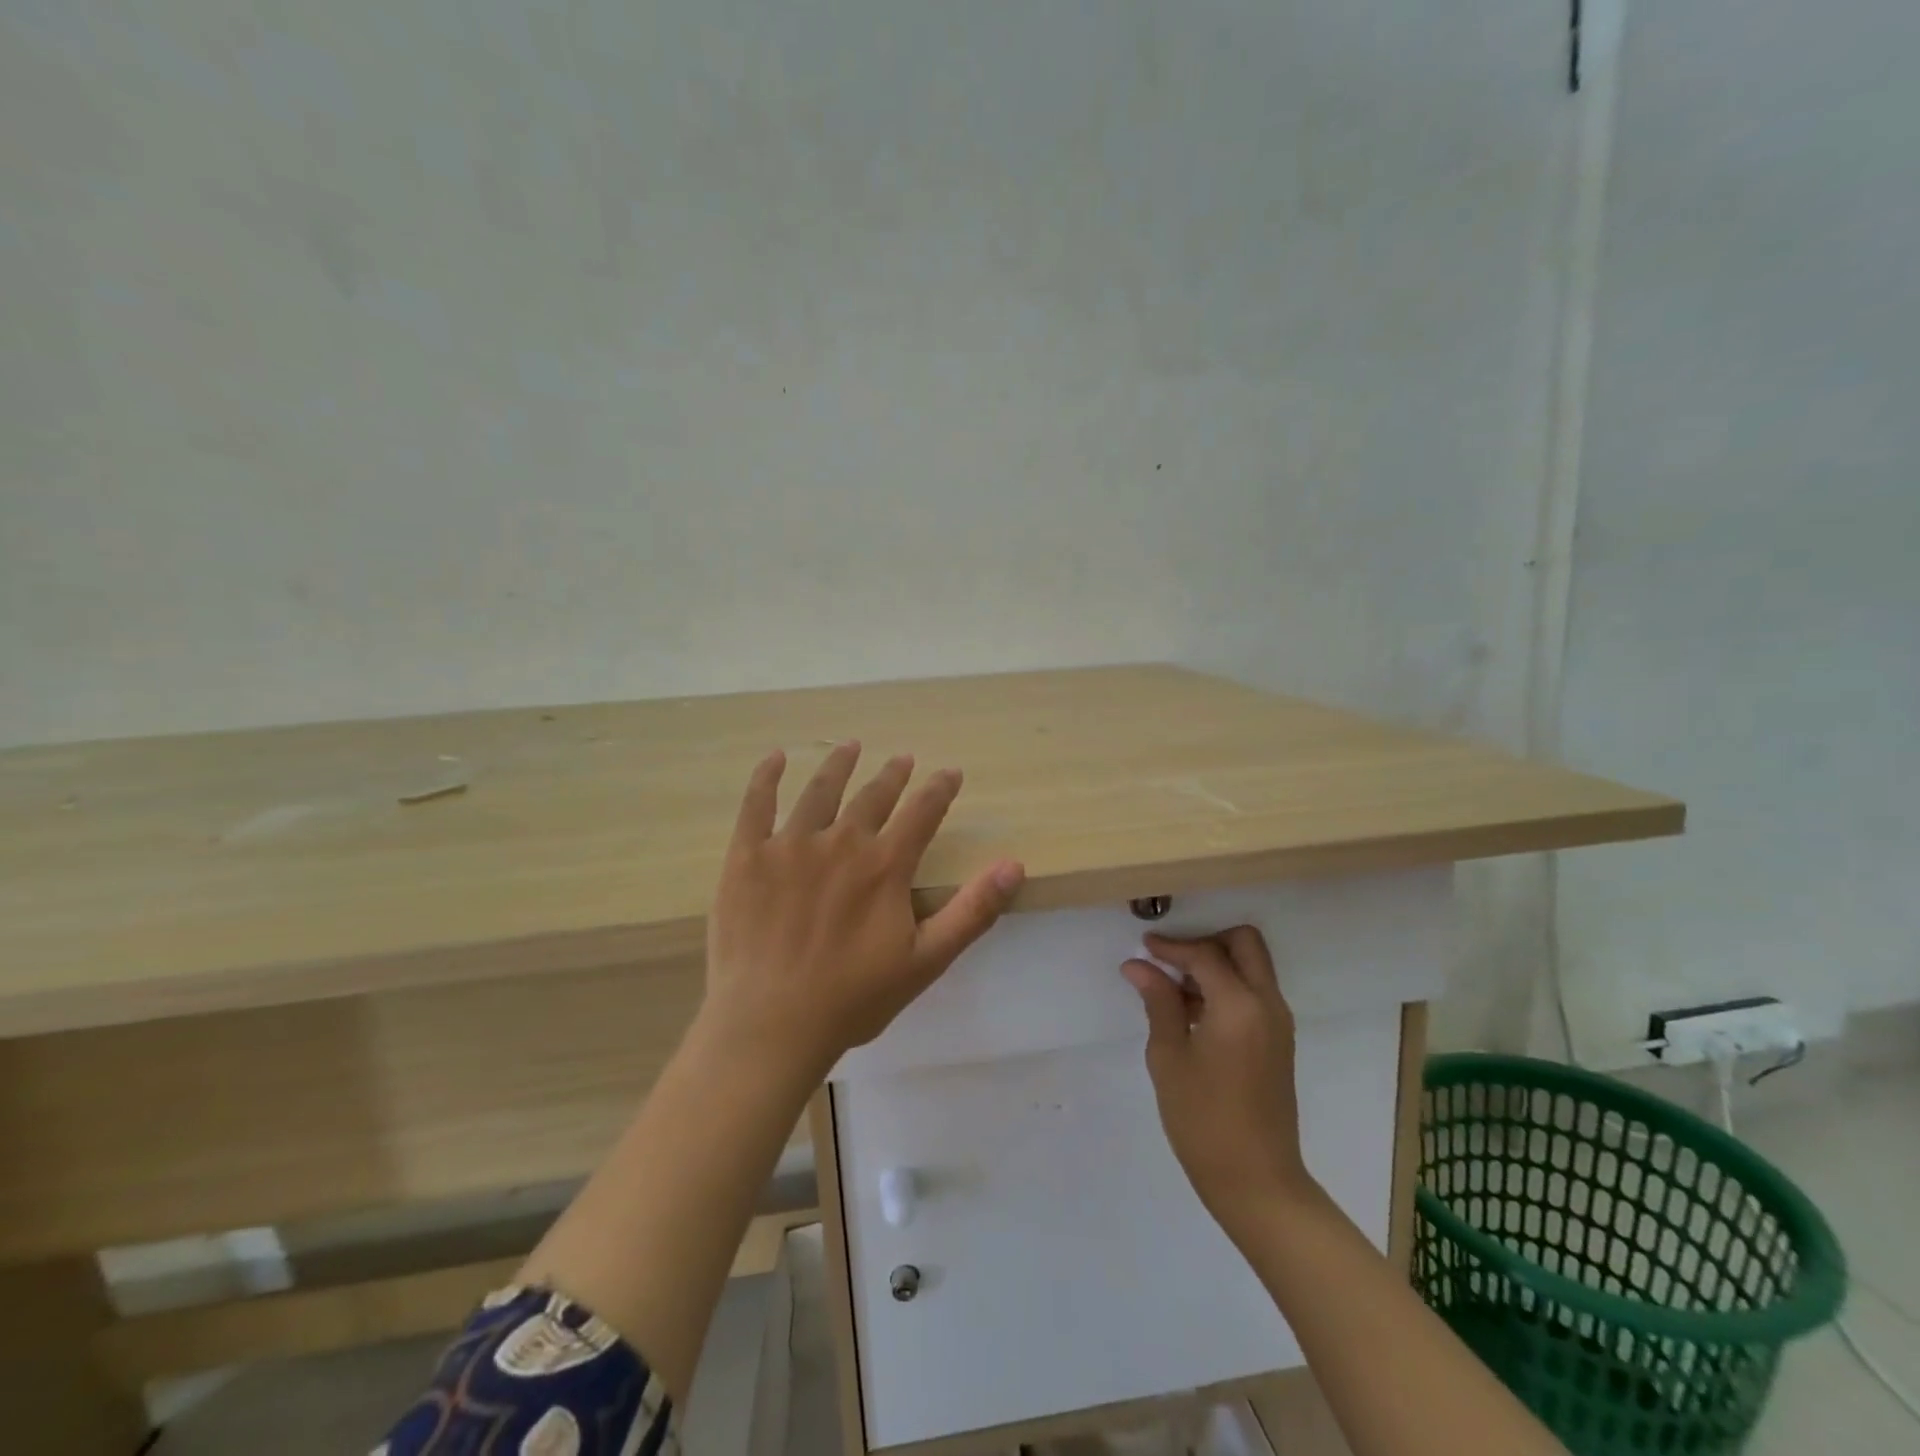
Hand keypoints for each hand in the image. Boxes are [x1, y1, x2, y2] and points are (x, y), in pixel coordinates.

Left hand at [698, 742, 1025, 1083]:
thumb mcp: (927, 960)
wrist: (771, 1024)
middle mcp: (841, 842)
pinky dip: (767, 777)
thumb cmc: (854, 998)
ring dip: (839, 765)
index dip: (940, 789)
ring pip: (820, 791)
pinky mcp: (747, 856)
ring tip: (851, 746)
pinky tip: (776, 758)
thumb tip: (1013, 865)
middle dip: (893, 775)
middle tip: (903, 758)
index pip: (922, 813)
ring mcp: (790, 845)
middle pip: (873, 796)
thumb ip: (973, 910)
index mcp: (885, 866)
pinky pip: (757, 805)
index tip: (950, 772)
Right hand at [1122, 926, 1316, 1236]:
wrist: (1256, 1181)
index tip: (1142, 948)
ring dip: (1216, 964)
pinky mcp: (1278, 1040)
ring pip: (1252, 966)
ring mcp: (1278, 1022)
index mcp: (1239, 1005)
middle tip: (1170, 960)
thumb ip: (1159, 1002)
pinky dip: (1227, 985)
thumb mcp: (1169, 1057)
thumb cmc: (1203, 1119)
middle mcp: (1267, 1003)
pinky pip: (1254, 992)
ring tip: (1174, 988)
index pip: (1205, 954)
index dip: (1171, 947)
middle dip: (1206, 941)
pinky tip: (1193, 1011)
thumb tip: (1138, 965)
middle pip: (1244, 944)